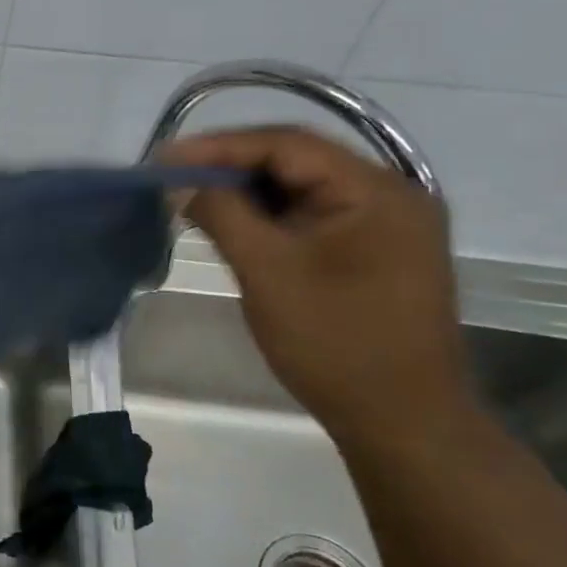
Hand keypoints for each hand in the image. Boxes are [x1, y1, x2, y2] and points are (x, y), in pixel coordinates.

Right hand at [158, 127, 473, 443]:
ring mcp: (386, 224)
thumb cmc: (334, 342)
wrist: (402, 422)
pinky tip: (233, 225)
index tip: (165, 158)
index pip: (286, 145)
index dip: (219, 146)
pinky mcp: (375, 251)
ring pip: (302, 188)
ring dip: (247, 192)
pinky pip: (313, 215)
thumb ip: (222, 214)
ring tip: (193, 199)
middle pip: (296, 161)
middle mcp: (390, 194)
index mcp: (376, 190)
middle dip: (230, 167)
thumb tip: (179, 180)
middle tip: (173, 177)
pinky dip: (269, 216)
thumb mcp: (268, 271)